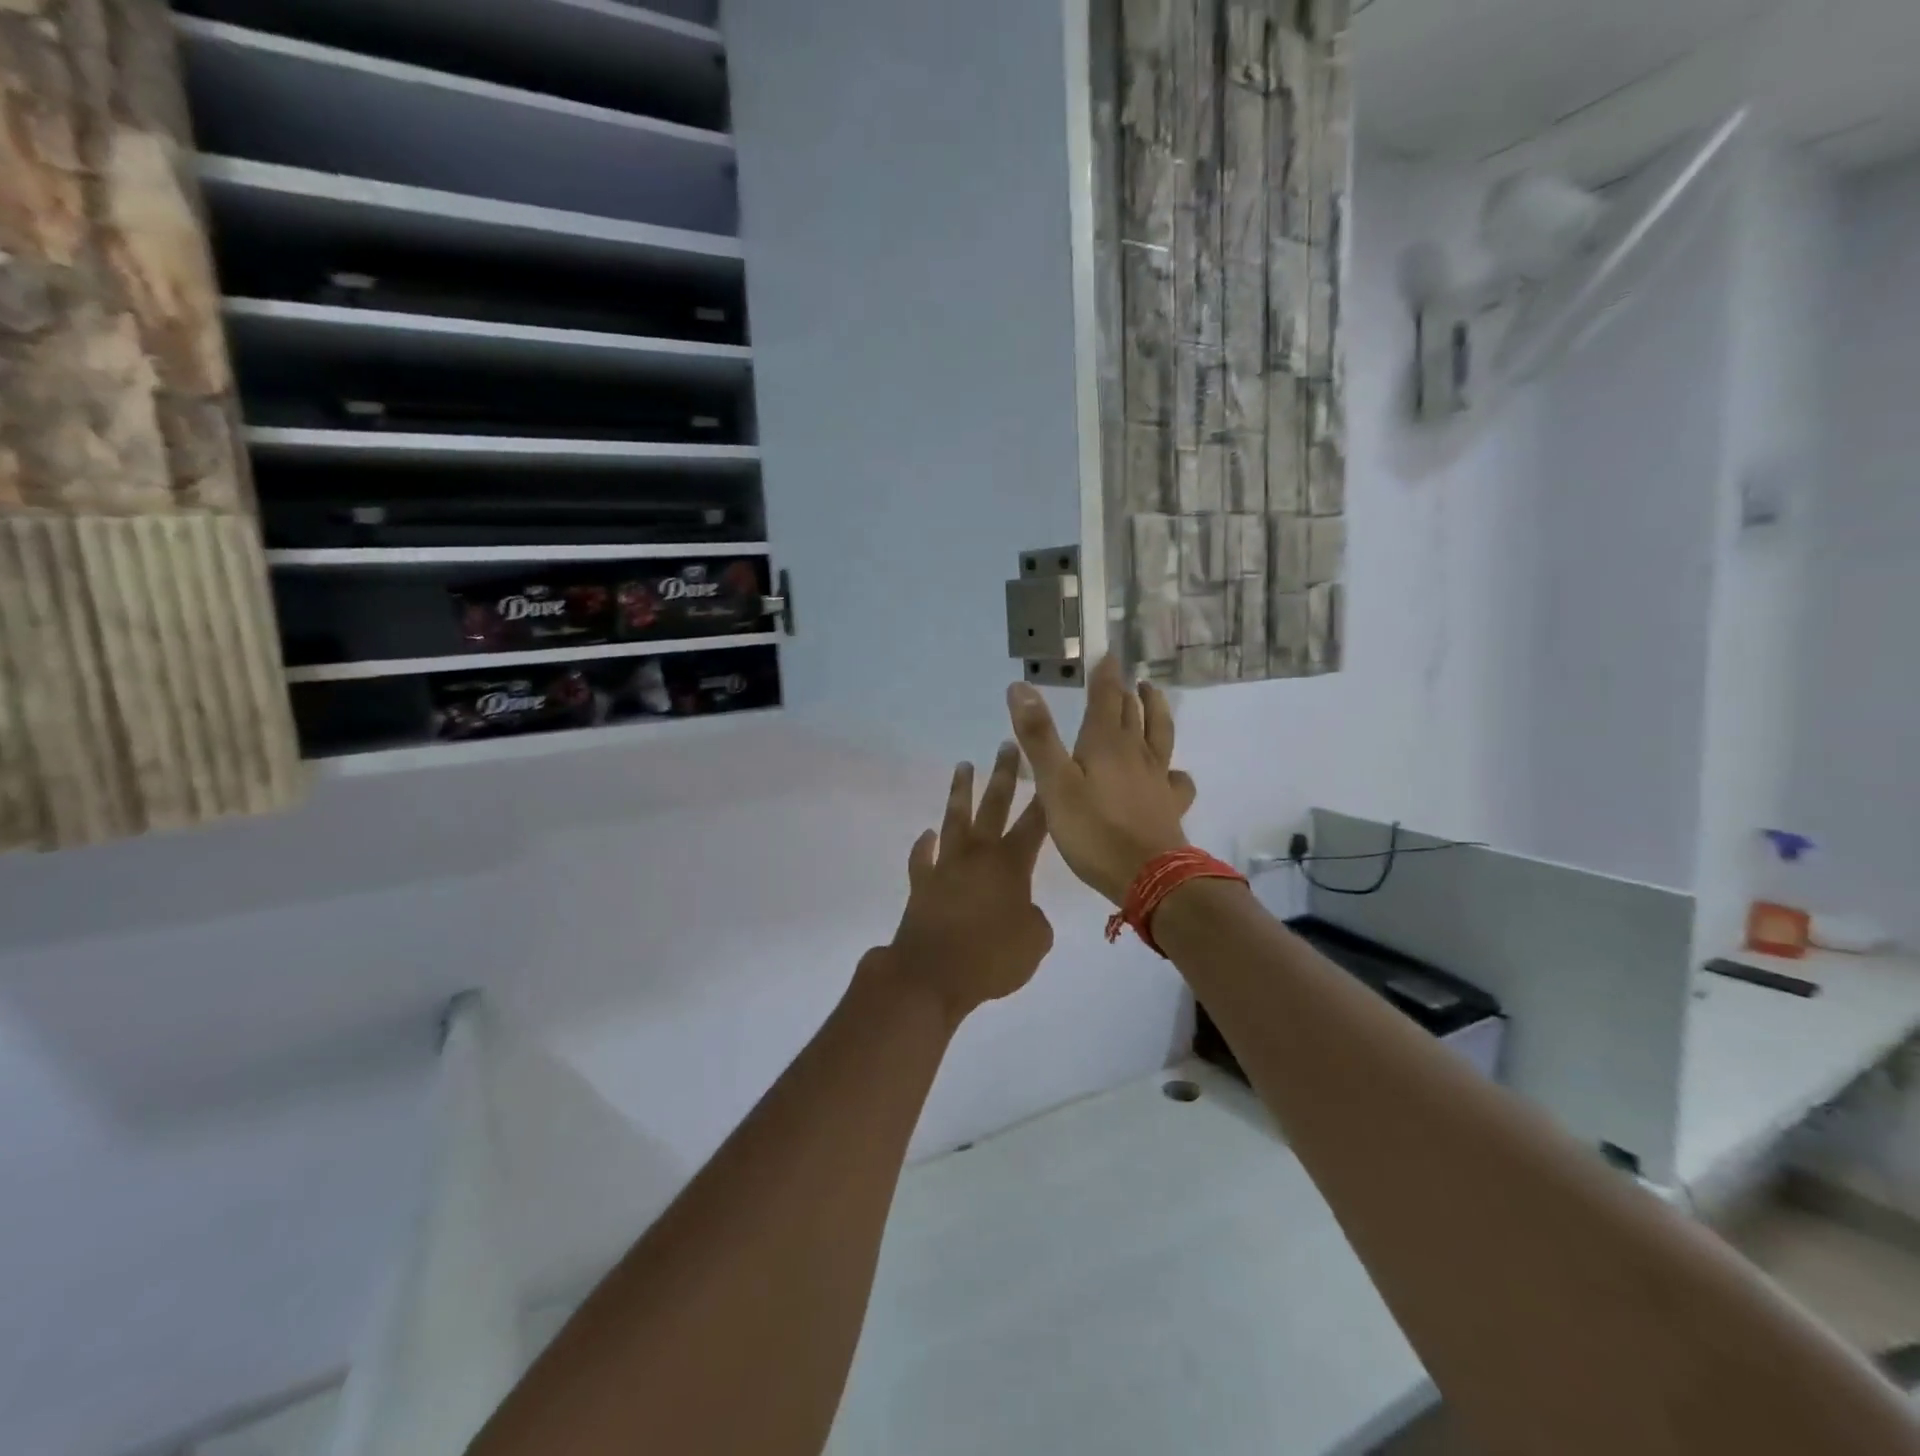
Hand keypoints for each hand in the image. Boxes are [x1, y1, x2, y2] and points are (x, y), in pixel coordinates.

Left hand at [877, 742, 1053, 1021]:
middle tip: (1007, 745)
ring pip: (955, 819)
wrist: (931, 974)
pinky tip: (927, 834)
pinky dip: (924, 846)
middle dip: (1003, 774)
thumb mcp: (1034, 943)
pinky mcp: (922, 883)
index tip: (1052, 768)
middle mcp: (978, 855)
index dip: (1046, 797)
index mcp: (1011, 864)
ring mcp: (946, 866)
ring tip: (963, 766)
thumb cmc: (991, 957)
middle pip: (993, 805)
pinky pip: (923, 858)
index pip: (1035, 823)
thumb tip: (1026, 913)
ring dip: (960, 792)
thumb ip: (1036, 921)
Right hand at [1006, 656, 1196, 903]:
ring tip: (1154, 695)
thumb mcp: (1054, 783)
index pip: (1106, 697)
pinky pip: (1177, 779)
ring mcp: (1157, 778)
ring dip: (1156, 711)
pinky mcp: (1170, 805)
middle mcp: (1136, 753)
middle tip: (1126, 675)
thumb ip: (1038, 736)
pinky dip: (1175, 769)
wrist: (1149, 877)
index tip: (1108, 653)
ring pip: (1161, 734)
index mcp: (1106, 743)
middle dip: (1126, 691)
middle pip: (1133, 713)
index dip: (1105, 675)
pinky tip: (1173, 772)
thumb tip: (1020, 686)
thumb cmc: (1094, 830)